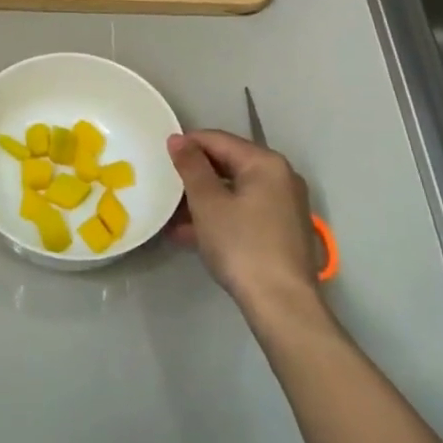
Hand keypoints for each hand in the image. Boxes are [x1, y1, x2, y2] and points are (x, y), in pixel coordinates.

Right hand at [168, 130, 330, 323]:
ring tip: (170, 213)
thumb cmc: (241, 245)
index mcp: (265, 163)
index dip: (186, 145)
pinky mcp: (281, 231)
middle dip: (194, 175)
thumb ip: (191, 166)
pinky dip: (218, 216)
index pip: (218, 140)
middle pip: (228, 164)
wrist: (281, 304)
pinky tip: (188, 233)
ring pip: (234, 191)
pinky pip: (243, 211)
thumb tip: (177, 138)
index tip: (159, 156)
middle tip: (163, 184)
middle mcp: (280, 178)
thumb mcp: (208, 203)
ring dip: (202, 199)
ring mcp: (284, 206)